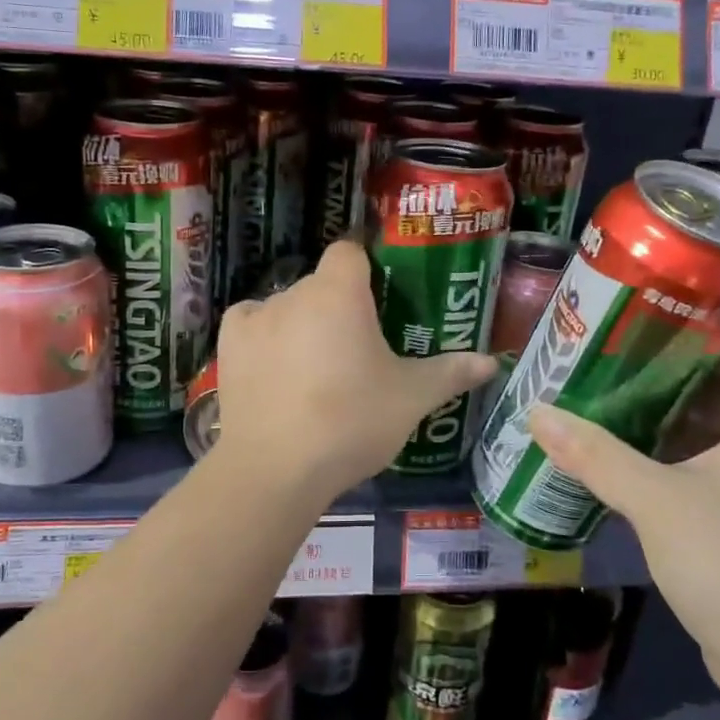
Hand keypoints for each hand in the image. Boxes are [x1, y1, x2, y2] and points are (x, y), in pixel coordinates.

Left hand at [212, 241, 496, 500]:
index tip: (380, 294)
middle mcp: (294, 292)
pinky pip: (250, 323)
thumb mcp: (411, 398)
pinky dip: (264, 335)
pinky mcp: (228, 345)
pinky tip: (274, 363)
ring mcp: (256, 317)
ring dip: (302, 322)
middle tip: (359, 346)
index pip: (349, 251)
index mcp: (339, 293)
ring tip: (317, 367)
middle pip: (321, 284)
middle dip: (339, 306)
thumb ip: (450, 373)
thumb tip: (492, 363)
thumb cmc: (352, 421)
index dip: (365, 265)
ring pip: (287, 306)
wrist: (277, 468)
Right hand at [526, 336, 719, 710]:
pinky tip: (632, 464)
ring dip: (671, 423)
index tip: (644, 315)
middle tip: (610, 357)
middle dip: (670, 374)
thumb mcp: (657, 501)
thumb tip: (536, 412)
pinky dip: (680, 463)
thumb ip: (595, 454)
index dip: (701, 329)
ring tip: (610, 400)